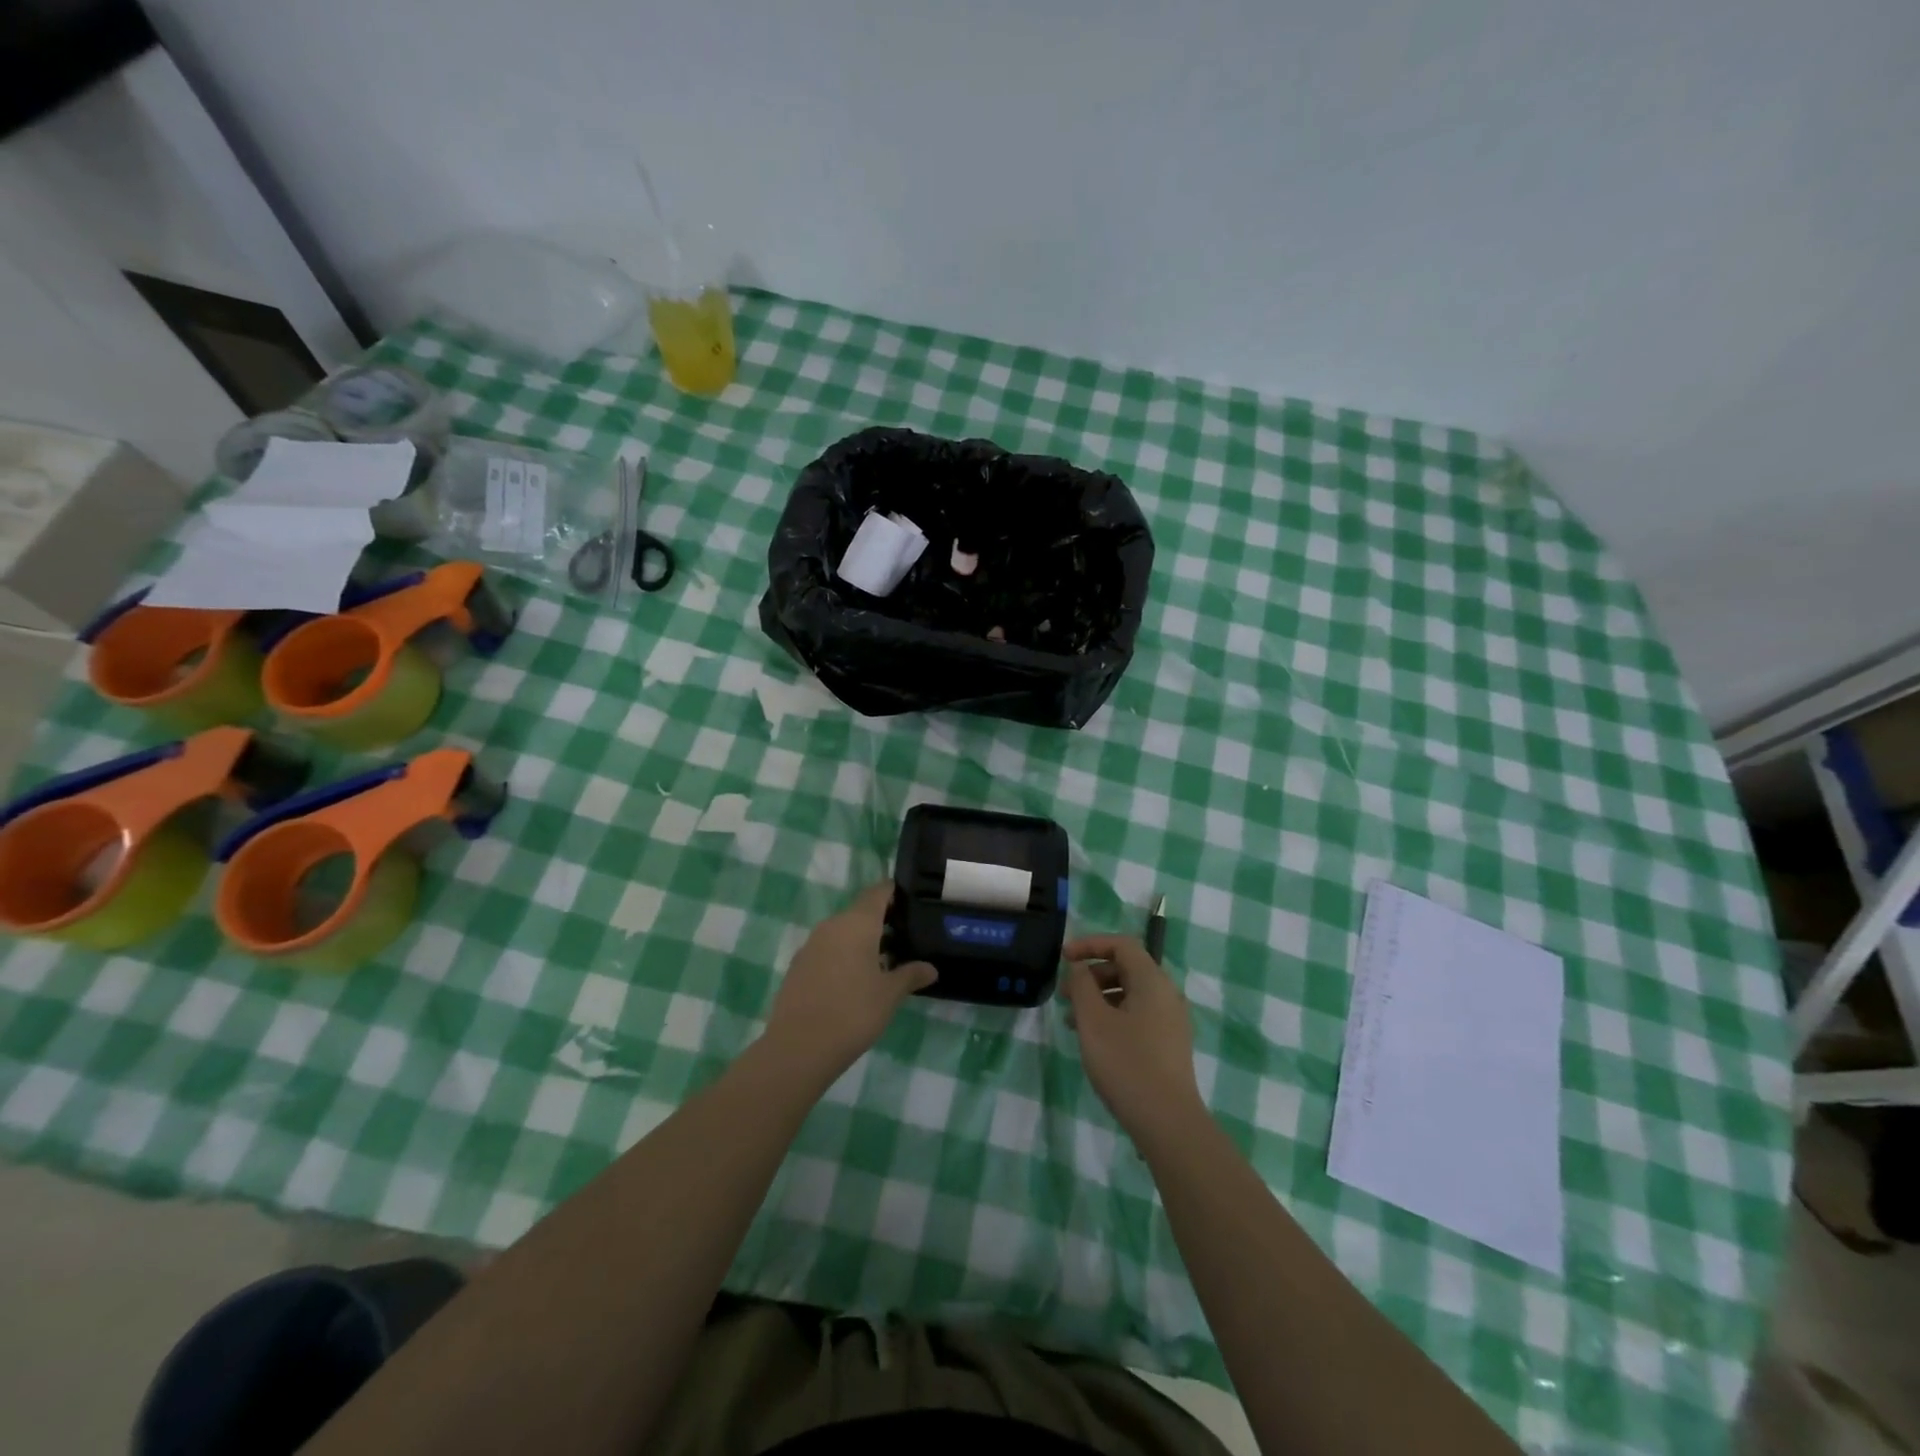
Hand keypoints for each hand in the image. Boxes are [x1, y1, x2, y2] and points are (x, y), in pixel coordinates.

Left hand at [764, 883, 935, 1081]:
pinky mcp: (798, 966)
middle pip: (860, 912)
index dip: (895, 893)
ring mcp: (811, 945)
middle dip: (882, 922)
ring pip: (843, 932)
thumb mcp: (889, 995)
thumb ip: (911, 975)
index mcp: (857, 923)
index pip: (878, 892)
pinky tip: (855, 982)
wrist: (798, 1047)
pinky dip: (844, 956)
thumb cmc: (853, 1012)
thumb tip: (931, 968)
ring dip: (862, 941)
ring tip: (884, 963)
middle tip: (905, 940)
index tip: (913, 904)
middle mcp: (832, 925)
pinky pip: (827, 950)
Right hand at [1061, 935, 1205, 1145]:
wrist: (1168, 1122)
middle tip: (1064, 994)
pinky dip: (1112, 1016)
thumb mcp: (1094, 1020)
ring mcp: (1171, 1020)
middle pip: (1126, 968)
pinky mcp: (1169, 1044)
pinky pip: (1137, 1015)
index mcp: (1152, 980)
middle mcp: (1166, 994)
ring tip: (1071, 1021)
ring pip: (1130, 994)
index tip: (1063, 958)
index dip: (1090, 944)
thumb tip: (1080, 967)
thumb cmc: (1126, 1063)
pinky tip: (1093, 1040)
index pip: (1121, 945)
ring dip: (1098, 998)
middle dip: (1091, 975)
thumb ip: (1082, 985)